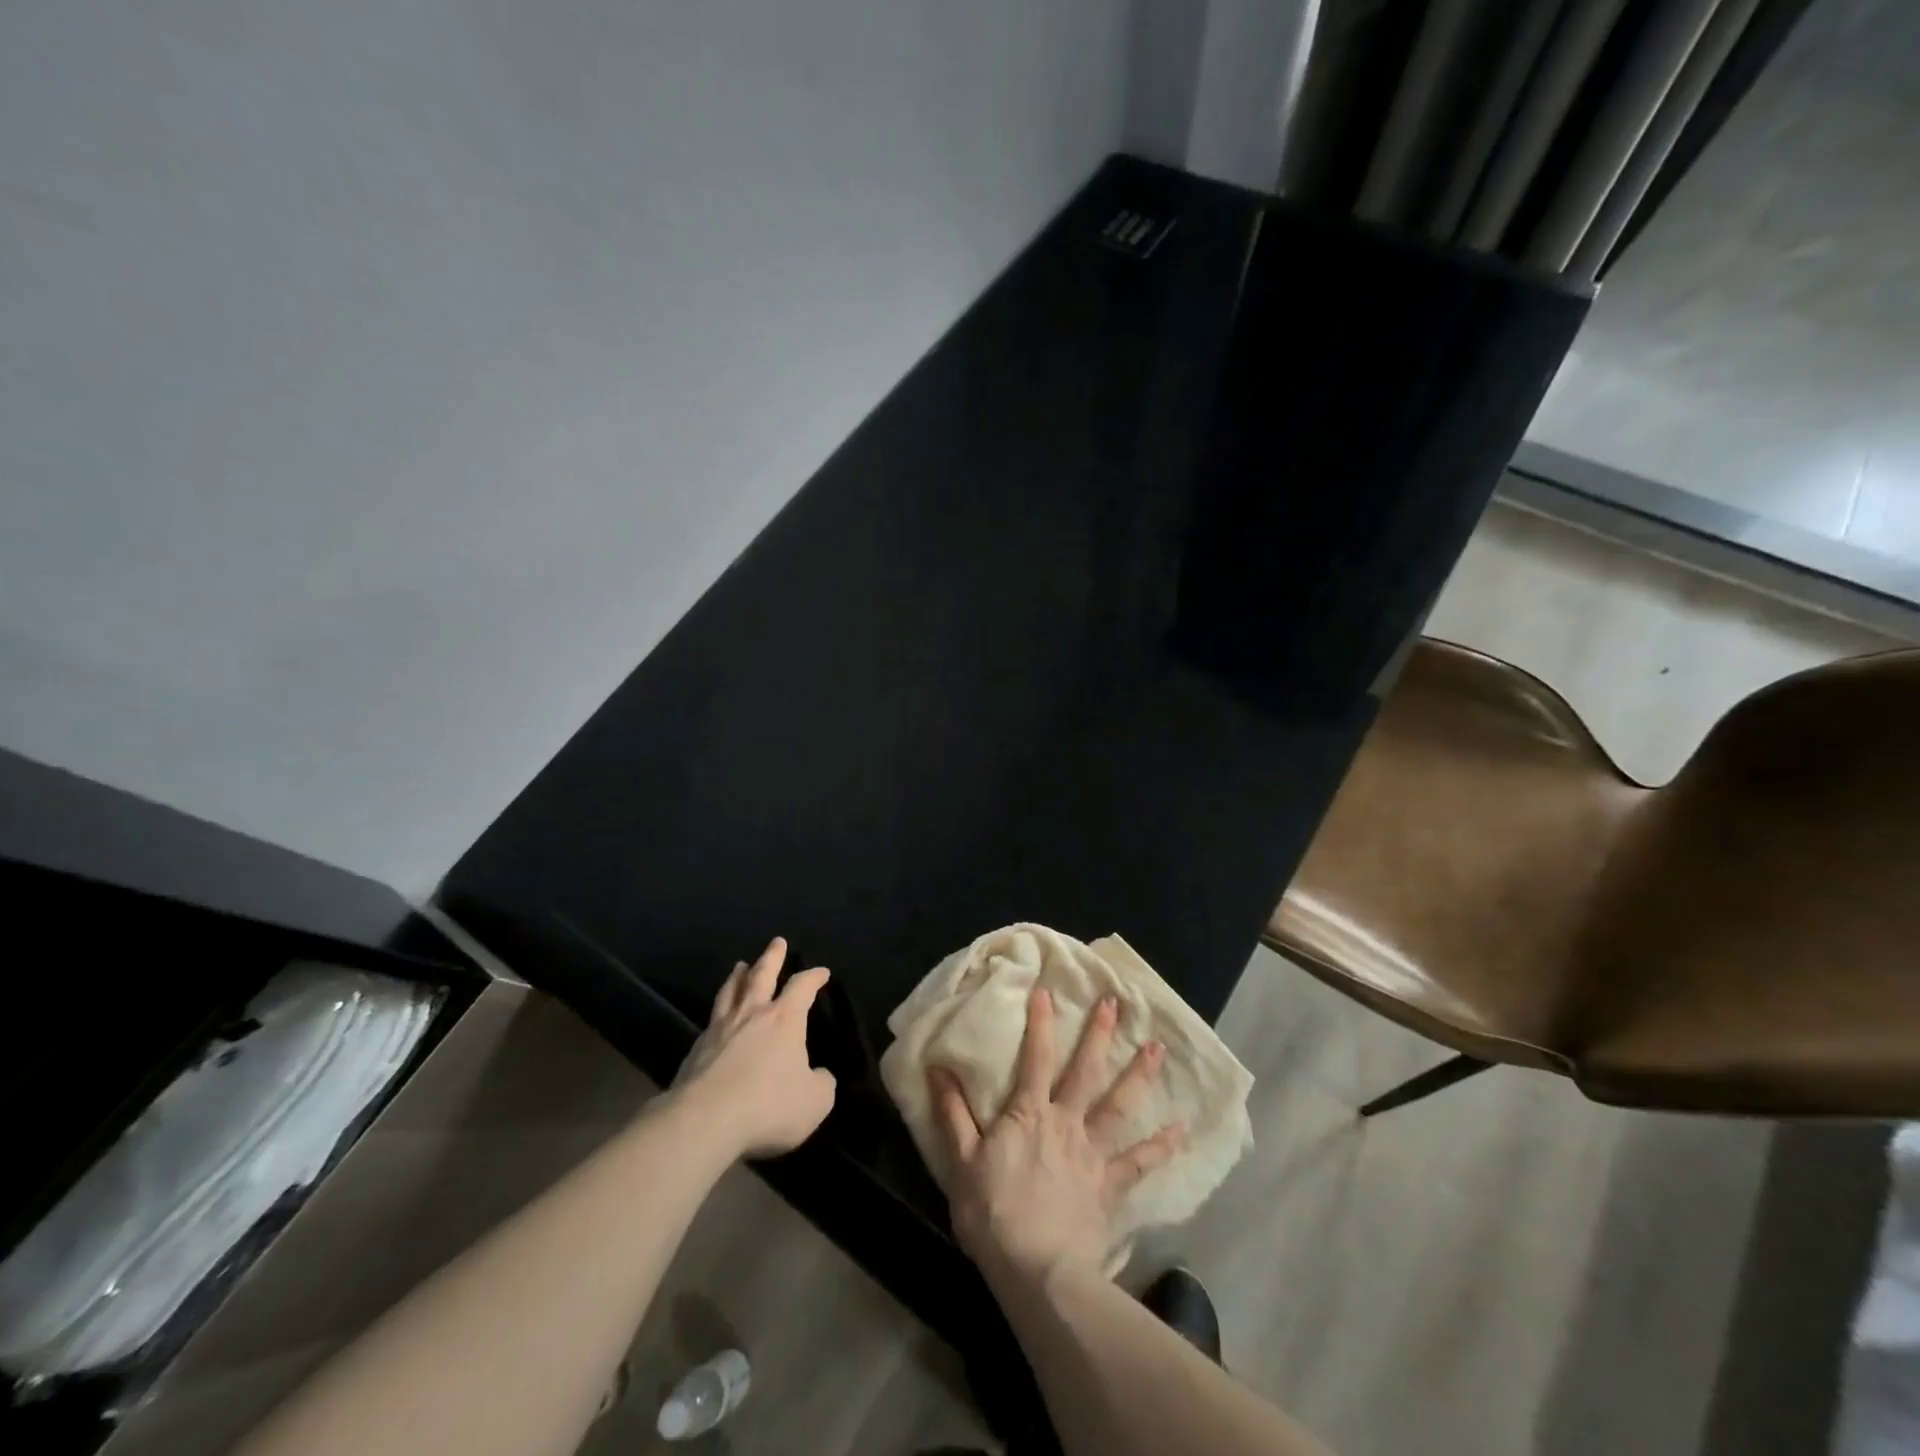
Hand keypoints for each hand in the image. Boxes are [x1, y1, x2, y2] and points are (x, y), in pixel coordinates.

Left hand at [672, 937, 836, 1158]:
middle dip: (772, 957)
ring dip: (738, 976)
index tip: (822, 972)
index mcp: (784, 1019)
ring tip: (740, 966)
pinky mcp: (696, 1049)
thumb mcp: (814, 1101)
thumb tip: (819, 1075)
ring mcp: (720, 1029)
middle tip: (776, 941)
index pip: (803, 986)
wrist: (704, 1121)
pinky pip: (711, 1019)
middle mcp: (752, 1014)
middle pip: (762, 975)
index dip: (814, 977)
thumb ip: (821, 1083)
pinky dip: (719, 1010)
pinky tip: (718, 1016)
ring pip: (731, 991)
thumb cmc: (768, 1105)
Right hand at [931, 986, 1184, 1288]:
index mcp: (1029, 1114)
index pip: (1036, 1058)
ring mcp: (1092, 1153)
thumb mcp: (961, 1161)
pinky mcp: (1110, 1186)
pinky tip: (1182, 1129)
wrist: (1037, 1271)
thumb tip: (937, 1068)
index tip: (1047, 990)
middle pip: (1085, 1072)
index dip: (1042, 1023)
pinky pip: (1139, 1162)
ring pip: (1119, 1106)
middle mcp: (1066, 1122)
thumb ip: (952, 1112)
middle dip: (1100, 1035)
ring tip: (1157, 1047)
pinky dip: (1161, 1146)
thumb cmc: (993, 1213)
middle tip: (1116, 1003)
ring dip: (1139, 1075)